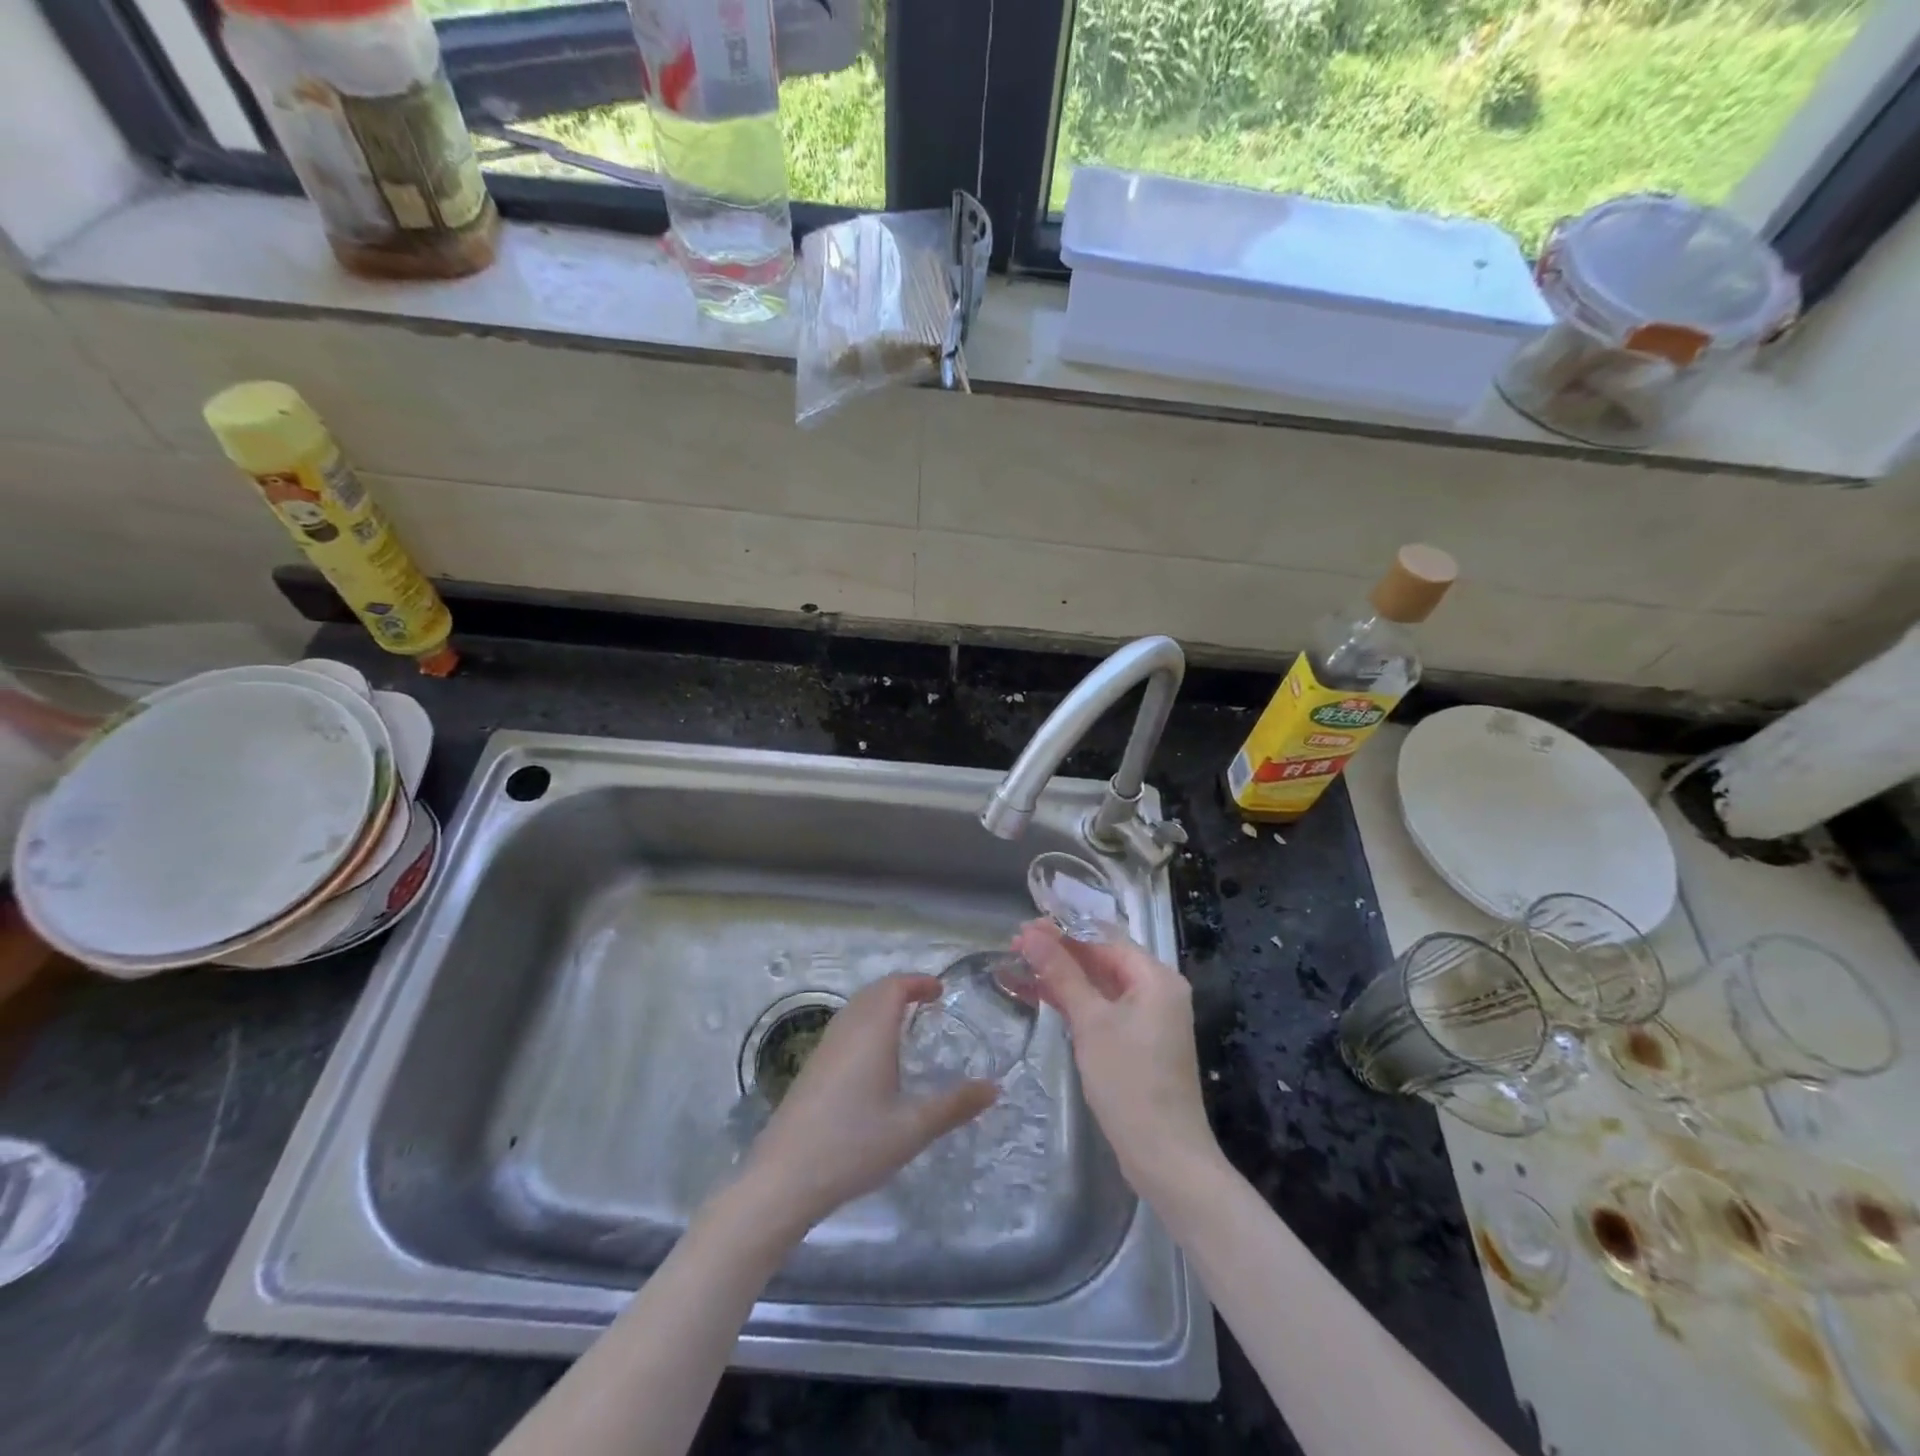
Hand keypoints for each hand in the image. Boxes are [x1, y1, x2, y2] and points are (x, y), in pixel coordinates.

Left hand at [738, 973, 996, 1234]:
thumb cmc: (854, 1144)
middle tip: (927, 1004)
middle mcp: (846, 1029)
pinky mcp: (811, 1069)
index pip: (894, 986)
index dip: (918, 982)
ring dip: (881, 1006)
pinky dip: (865, 1025)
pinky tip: (874, 1061)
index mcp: (871, 1031)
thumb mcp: (913, 1128)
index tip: (940, 991)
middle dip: (900, 990)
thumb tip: (994, 1087)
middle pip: (873, 992)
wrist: (783, 1178)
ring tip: (905, 1027)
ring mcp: (824, 1048)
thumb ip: (954, 1105)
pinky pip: (844, 1029)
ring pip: (855, 1010)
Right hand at [1013, 920, 1223, 1197]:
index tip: (1023, 929)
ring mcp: (1147, 1018)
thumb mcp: (1091, 1022)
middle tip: (1014, 947)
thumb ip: (1061, 973)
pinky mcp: (1136, 1042)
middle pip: (1101, 960)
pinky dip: (1072, 1003)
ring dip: (1059, 977)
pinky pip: (1100, 1009)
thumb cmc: (1129, 1081)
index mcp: (1156, 977)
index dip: (1063, 932)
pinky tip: (1038, 995)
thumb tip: (1031, 934)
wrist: (1164, 1157)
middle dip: (1058, 953)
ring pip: (1097, 985)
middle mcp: (1156, 991)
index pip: (1104, 939)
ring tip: (1015, 967)